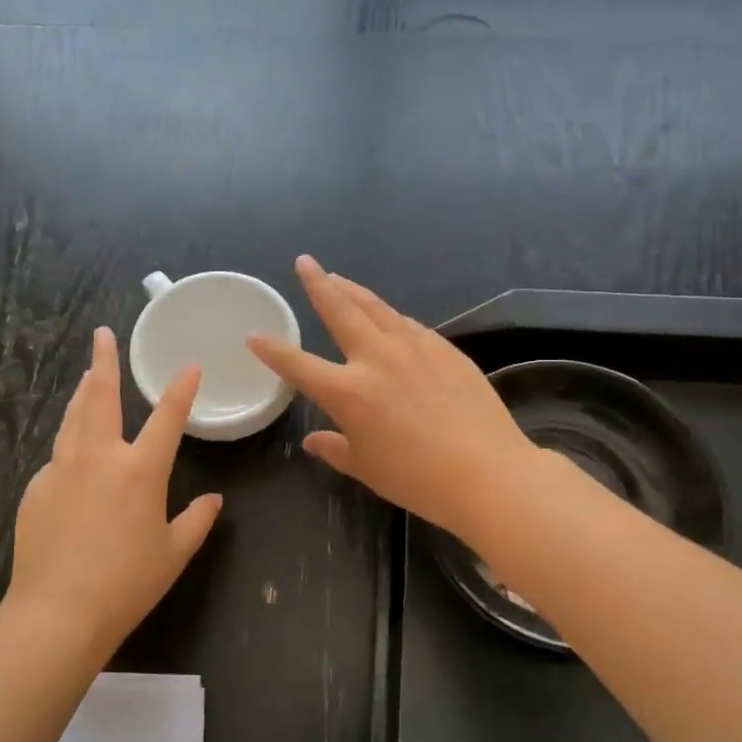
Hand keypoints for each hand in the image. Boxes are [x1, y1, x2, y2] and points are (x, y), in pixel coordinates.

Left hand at [5, 328, 222, 654]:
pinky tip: (72, 456)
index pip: (167, 417)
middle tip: (102, 335)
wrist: (56, 612)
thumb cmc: (126, 584)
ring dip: (83, 394)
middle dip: (104, 361)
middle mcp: (99, 457)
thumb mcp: (173, 554)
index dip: (181, 388)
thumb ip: (196, 522)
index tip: (189, 365)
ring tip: (87, 376)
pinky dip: (69, 444)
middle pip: (101, 397)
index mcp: (140, 470)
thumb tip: (214, 500)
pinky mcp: (36, 489)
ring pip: (72, 419)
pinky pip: (57, 457)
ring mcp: (61, 470)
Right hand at [248, 256, 537, 542]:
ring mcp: (414, 348)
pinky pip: (408, 325)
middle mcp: (376, 359)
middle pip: (340, 310)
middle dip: (318, 284)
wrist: (487, 472)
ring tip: (339, 278)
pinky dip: (390, 316)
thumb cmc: (417, 479)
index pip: (298, 364)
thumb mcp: (367, 468)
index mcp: (347, 392)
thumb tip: (314, 440)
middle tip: (305, 262)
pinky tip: (389, 317)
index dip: (272, 350)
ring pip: (376, 308)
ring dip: (354, 291)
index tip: (254, 335)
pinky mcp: (444, 349)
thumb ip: (335, 449)